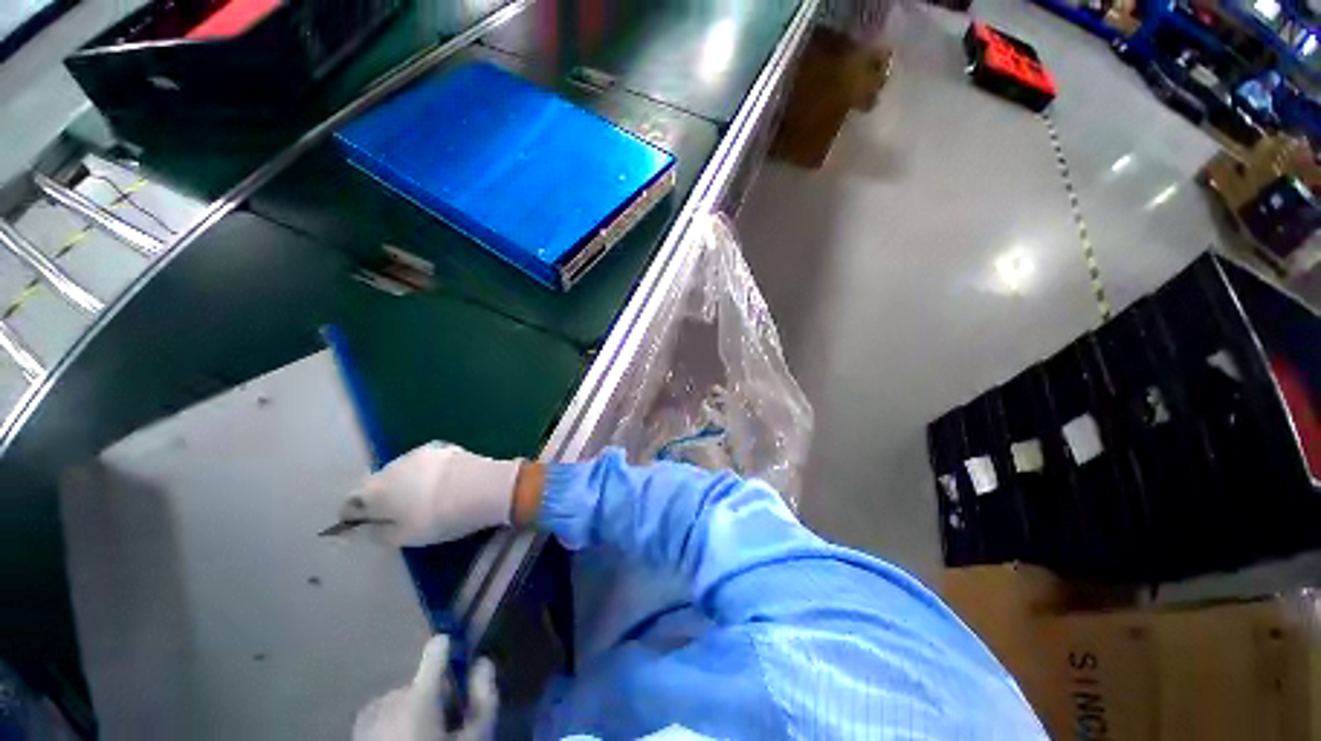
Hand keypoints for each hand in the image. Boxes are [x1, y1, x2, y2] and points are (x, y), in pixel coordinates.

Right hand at [340, 442, 521, 546]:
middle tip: (400, 513)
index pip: (352, 503)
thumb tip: (370, 528)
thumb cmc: (440, 517)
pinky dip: (429, 473)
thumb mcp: (405, 537)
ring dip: (407, 482)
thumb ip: (380, 534)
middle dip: (384, 497)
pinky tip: (444, 483)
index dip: (355, 515)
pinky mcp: (443, 447)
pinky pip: (427, 463)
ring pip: (403, 471)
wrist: (482, 486)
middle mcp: (392, 467)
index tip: (362, 524)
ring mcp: (419, 453)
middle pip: (379, 484)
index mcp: (375, 491)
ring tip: (426, 497)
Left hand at [353, 635, 497, 740]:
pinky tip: (401, 740)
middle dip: (433, 696)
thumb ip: (484, 699)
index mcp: (420, 697)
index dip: (448, 650)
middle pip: (419, 682)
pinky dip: (391, 722)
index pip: (435, 651)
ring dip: (411, 709)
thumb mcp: (475, 739)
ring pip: (398, 699)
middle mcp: (390, 700)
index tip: (456, 655)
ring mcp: (368, 718)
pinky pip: (378, 715)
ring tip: (422, 735)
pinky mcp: (356, 733)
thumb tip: (483, 662)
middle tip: (444, 722)